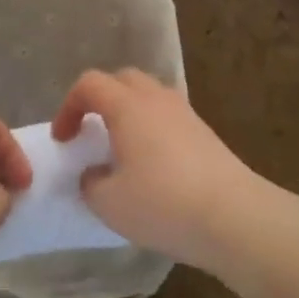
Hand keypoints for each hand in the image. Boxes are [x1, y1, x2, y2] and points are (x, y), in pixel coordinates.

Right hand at [51, 69, 265, 268]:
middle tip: (90, 132)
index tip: (64, 139)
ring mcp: (185, 113)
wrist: (234, 216)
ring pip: (149, 96)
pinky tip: (152, 164)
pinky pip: (168, 117)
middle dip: (99, 100)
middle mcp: (156, 99)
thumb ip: (90, 183)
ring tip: (121, 147)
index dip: (69, 107)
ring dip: (128, 113)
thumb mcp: (109, 202)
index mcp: (127, 106)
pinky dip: (151, 128)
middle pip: (122, 80)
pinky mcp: (205, 133)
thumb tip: (94, 173)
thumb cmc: (162, 203)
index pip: (89, 84)